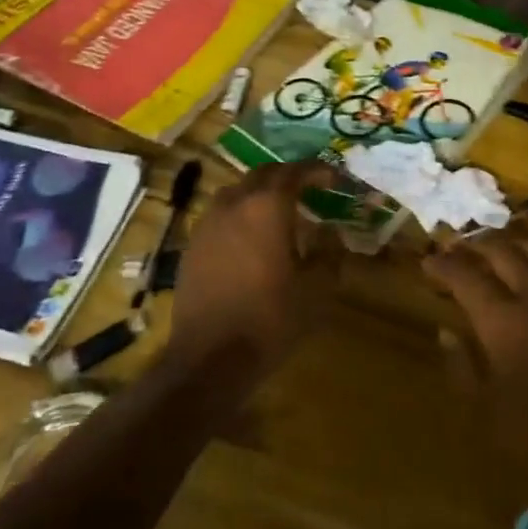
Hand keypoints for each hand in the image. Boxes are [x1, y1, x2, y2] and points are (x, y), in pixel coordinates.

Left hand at [166, 160, 337, 373]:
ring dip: (261, 192)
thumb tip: (331, 232)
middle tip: (310, 187)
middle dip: (289, 176)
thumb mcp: (317, 288)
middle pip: (264, 174)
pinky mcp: (192, 245)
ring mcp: (208, 223)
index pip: (296, 172)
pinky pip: (221, 214)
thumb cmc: (270, 318)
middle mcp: (235, 203)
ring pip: (238, 191)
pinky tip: (251, 236)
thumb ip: (329, 252)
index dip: (318, 171)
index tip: (335, 178)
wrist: (209, 357)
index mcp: (268, 207)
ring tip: (280, 210)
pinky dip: (241, 213)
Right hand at [423, 231, 527, 469]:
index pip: (466, 276)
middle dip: (474, 246)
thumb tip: (446, 332)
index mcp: (502, 320)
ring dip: (509, 243)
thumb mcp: (485, 408)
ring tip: (493, 248)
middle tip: (456, 250)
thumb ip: (462, 364)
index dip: (444, 266)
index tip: (428, 263)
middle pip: (501, 251)